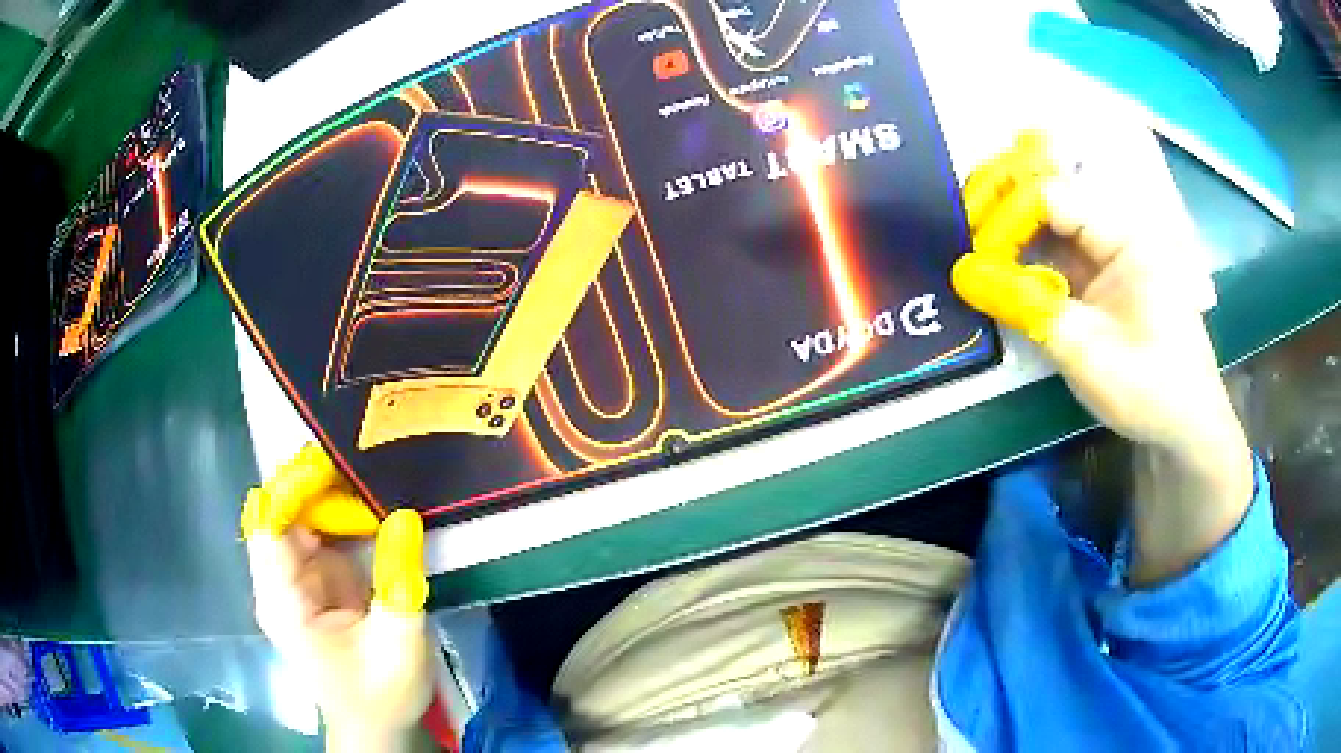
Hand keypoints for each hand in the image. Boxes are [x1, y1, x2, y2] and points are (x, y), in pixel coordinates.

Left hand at [243, 444, 434, 751]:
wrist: (376, 724)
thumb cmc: (381, 694)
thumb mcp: (398, 645)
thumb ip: (399, 583)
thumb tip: (404, 517)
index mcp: (283, 602)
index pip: (268, 526)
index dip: (293, 489)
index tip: (333, 465)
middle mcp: (278, 583)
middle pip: (281, 513)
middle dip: (317, 486)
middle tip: (365, 464)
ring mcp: (294, 580)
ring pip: (299, 517)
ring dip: (331, 498)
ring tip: (372, 479)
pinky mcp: (313, 581)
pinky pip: (318, 533)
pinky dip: (341, 516)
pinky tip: (370, 509)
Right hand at [952, 132, 1253, 584]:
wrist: (1186, 426)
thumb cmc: (1149, 388)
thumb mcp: (1087, 351)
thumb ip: (1027, 306)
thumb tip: (961, 274)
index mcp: (1124, 234)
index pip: (1051, 198)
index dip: (1007, 219)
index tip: (974, 258)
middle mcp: (1115, 230)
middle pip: (1048, 197)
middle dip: (1001, 208)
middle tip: (960, 229)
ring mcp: (1109, 253)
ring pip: (1049, 224)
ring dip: (1009, 232)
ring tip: (970, 246)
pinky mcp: (1102, 277)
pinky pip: (1058, 253)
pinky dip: (1026, 259)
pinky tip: (999, 268)